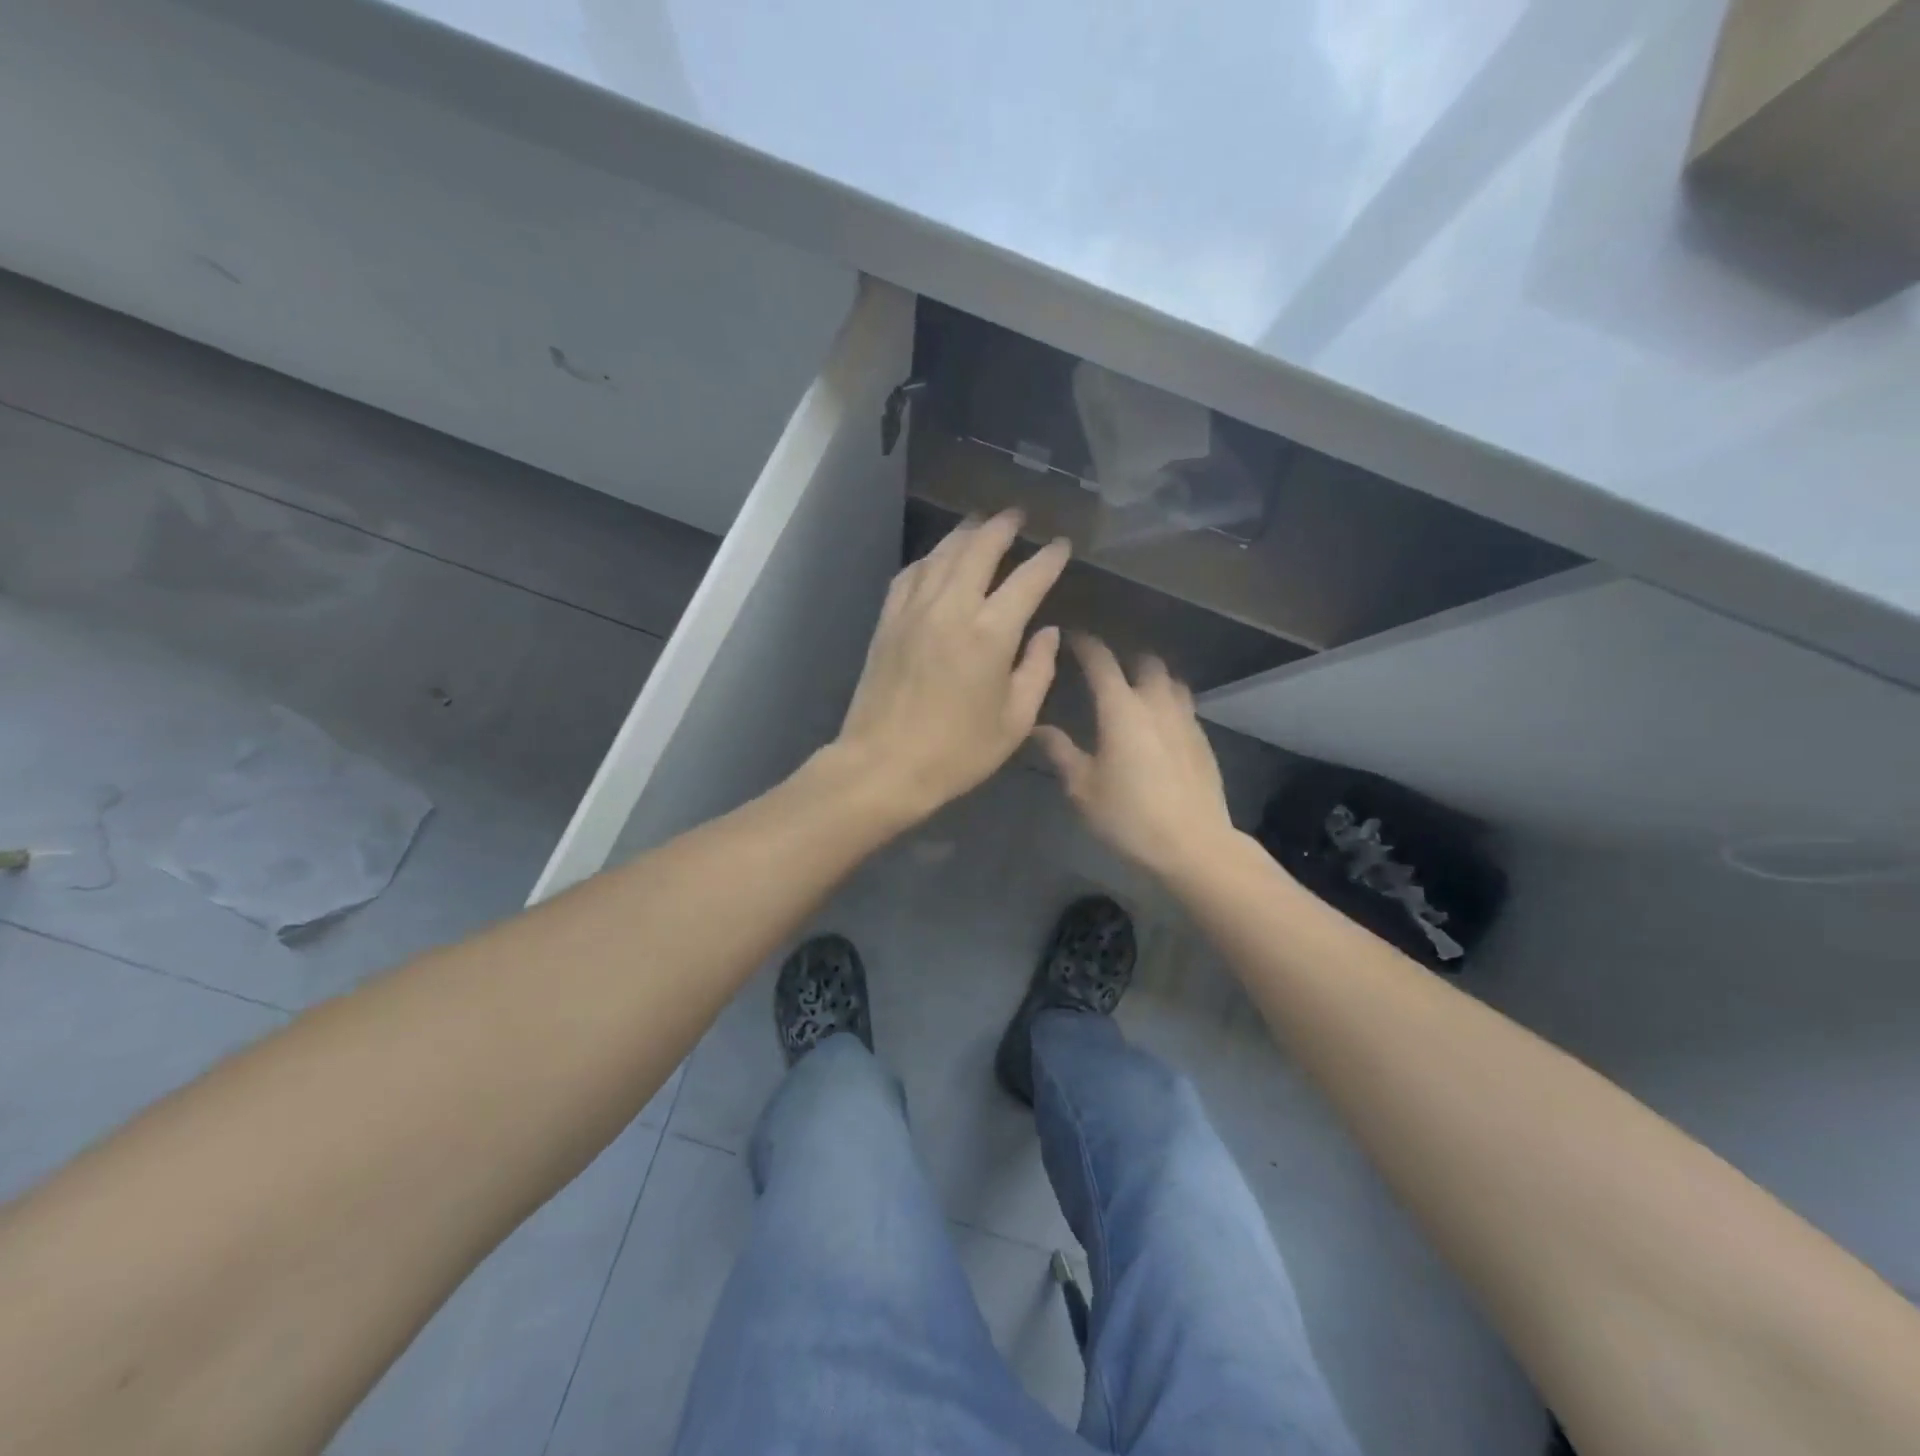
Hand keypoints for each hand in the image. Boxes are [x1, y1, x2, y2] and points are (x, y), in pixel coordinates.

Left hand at [834, 511, 1070, 824]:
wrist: (883, 765)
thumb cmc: (957, 752)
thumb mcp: (1014, 721)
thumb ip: (1037, 670)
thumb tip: (1048, 633)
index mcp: (991, 633)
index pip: (1028, 579)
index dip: (1048, 558)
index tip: (1061, 545)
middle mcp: (952, 607)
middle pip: (979, 548)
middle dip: (1002, 526)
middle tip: (1017, 514)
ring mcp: (914, 610)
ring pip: (942, 554)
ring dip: (965, 533)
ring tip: (980, 523)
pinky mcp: (888, 621)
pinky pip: (910, 574)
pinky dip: (929, 559)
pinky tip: (936, 559)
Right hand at [1033, 634, 1234, 877]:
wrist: (1193, 845)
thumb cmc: (1129, 816)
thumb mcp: (1083, 788)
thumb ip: (1060, 752)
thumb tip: (1037, 727)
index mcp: (1121, 709)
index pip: (1101, 661)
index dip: (1085, 644)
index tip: (1071, 638)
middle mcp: (1156, 703)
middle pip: (1145, 662)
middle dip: (1125, 658)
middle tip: (1105, 670)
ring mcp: (1186, 720)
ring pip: (1171, 681)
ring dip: (1152, 678)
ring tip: (1135, 692)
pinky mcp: (1203, 740)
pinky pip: (1184, 706)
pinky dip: (1168, 703)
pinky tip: (1158, 726)